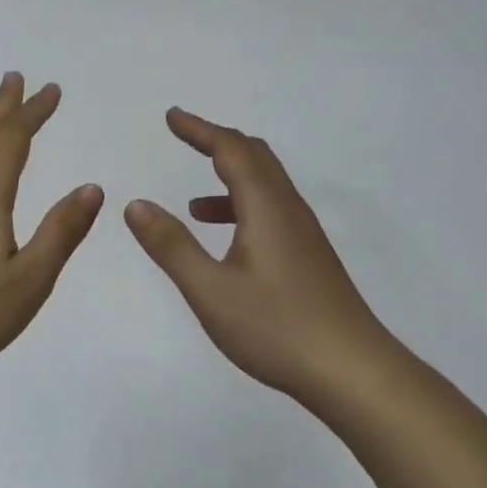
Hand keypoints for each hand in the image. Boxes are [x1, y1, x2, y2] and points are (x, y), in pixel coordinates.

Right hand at [125, 108, 395, 411]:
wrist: (350, 370)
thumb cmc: (275, 328)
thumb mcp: (210, 289)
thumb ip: (171, 245)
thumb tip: (136, 205)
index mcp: (266, 208)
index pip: (231, 150)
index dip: (200, 130)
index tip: (171, 117)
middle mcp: (289, 211)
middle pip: (256, 158)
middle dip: (217, 143)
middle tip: (184, 138)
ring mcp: (304, 236)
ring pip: (266, 188)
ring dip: (229, 180)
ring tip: (192, 204)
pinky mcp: (309, 259)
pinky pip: (272, 214)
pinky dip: (242, 210)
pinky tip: (226, 244)